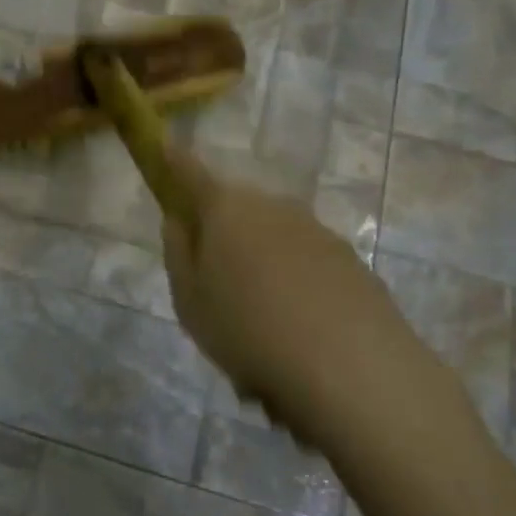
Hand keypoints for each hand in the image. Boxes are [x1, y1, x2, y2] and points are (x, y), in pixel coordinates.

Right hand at [160, 148, 419, 442]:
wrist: (351, 367)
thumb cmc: (248, 329)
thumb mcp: (189, 300)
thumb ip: (178, 253)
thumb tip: (179, 220)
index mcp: (226, 209)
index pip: (190, 172)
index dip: (173, 161)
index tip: (163, 147)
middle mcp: (273, 206)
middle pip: (237, 213)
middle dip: (224, 241)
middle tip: (217, 295)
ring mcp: (317, 231)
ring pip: (273, 244)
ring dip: (262, 274)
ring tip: (261, 336)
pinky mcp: (351, 262)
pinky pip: (307, 269)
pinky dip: (296, 293)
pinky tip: (298, 342)